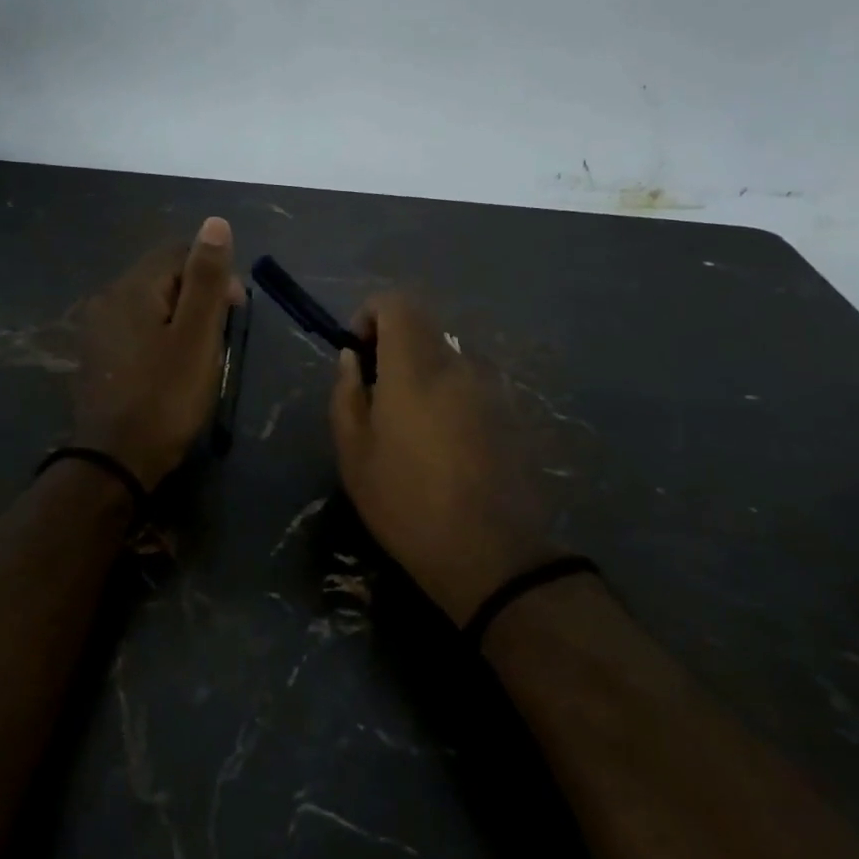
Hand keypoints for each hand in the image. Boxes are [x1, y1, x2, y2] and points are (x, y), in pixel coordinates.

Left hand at [72, 217, 244, 490]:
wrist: (116, 460)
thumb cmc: (166, 397)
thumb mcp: (197, 336)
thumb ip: (206, 278)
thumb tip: (215, 223)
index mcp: (132, 287)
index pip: (179, 252)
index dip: (214, 274)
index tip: (235, 311)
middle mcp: (107, 298)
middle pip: (162, 276)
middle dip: (198, 297)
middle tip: (219, 339)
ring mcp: (96, 328)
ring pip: (150, 304)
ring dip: (180, 318)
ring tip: (199, 356)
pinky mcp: (95, 355)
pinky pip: (134, 328)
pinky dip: (159, 336)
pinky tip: (170, 367)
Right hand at [330, 293, 560, 624]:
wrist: (493, 555)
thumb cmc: (407, 503)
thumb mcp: (354, 453)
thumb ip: (346, 393)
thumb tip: (351, 358)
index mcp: (416, 367)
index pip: (397, 303)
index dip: (370, 315)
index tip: (358, 354)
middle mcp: (459, 364)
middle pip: (423, 329)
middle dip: (393, 349)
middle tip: (376, 397)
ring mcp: (492, 388)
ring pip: (448, 358)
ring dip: (422, 375)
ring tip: (410, 428)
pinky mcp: (512, 413)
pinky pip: (471, 385)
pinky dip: (449, 396)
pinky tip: (445, 447)